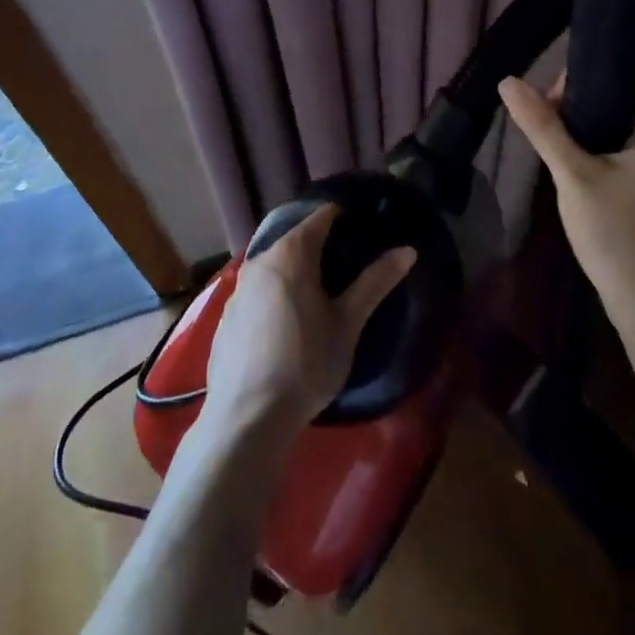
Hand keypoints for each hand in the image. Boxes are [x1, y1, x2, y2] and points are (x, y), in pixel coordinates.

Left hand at [204, 205, 416, 438]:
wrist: (246, 418)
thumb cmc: (305, 364)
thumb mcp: (348, 323)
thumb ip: (375, 282)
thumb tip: (407, 250)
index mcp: (291, 254)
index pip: (321, 217)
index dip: (344, 216)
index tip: (365, 226)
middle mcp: (260, 260)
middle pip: (296, 238)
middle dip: (322, 244)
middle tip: (351, 261)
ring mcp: (238, 288)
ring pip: (275, 265)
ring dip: (298, 269)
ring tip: (323, 290)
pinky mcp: (227, 315)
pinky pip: (259, 289)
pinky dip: (278, 292)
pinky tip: (290, 320)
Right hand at [499, 69, 634, 342]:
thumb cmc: (618, 236)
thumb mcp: (574, 176)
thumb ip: (543, 126)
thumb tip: (508, 81)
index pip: (629, 67)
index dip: (588, 67)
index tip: (551, 89)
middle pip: (622, 89)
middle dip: (579, 95)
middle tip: (544, 119)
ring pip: (619, 115)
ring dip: (584, 119)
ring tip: (549, 136)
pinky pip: (622, 139)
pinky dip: (595, 139)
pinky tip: (567, 157)